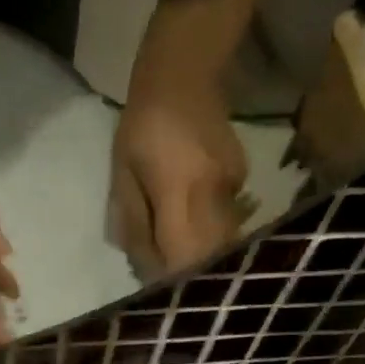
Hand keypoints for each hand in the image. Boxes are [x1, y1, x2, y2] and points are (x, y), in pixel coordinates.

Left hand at [110, 65, 248, 275]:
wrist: (184, 73)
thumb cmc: (140, 125)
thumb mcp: (123, 175)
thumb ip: (134, 223)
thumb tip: (145, 268)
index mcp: (180, 191)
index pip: (183, 256)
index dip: (171, 280)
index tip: (157, 289)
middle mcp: (214, 194)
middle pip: (210, 256)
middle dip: (190, 275)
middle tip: (168, 281)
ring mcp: (233, 186)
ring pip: (223, 242)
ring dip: (201, 257)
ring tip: (176, 256)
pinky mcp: (242, 178)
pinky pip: (227, 220)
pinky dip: (209, 232)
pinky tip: (191, 223)